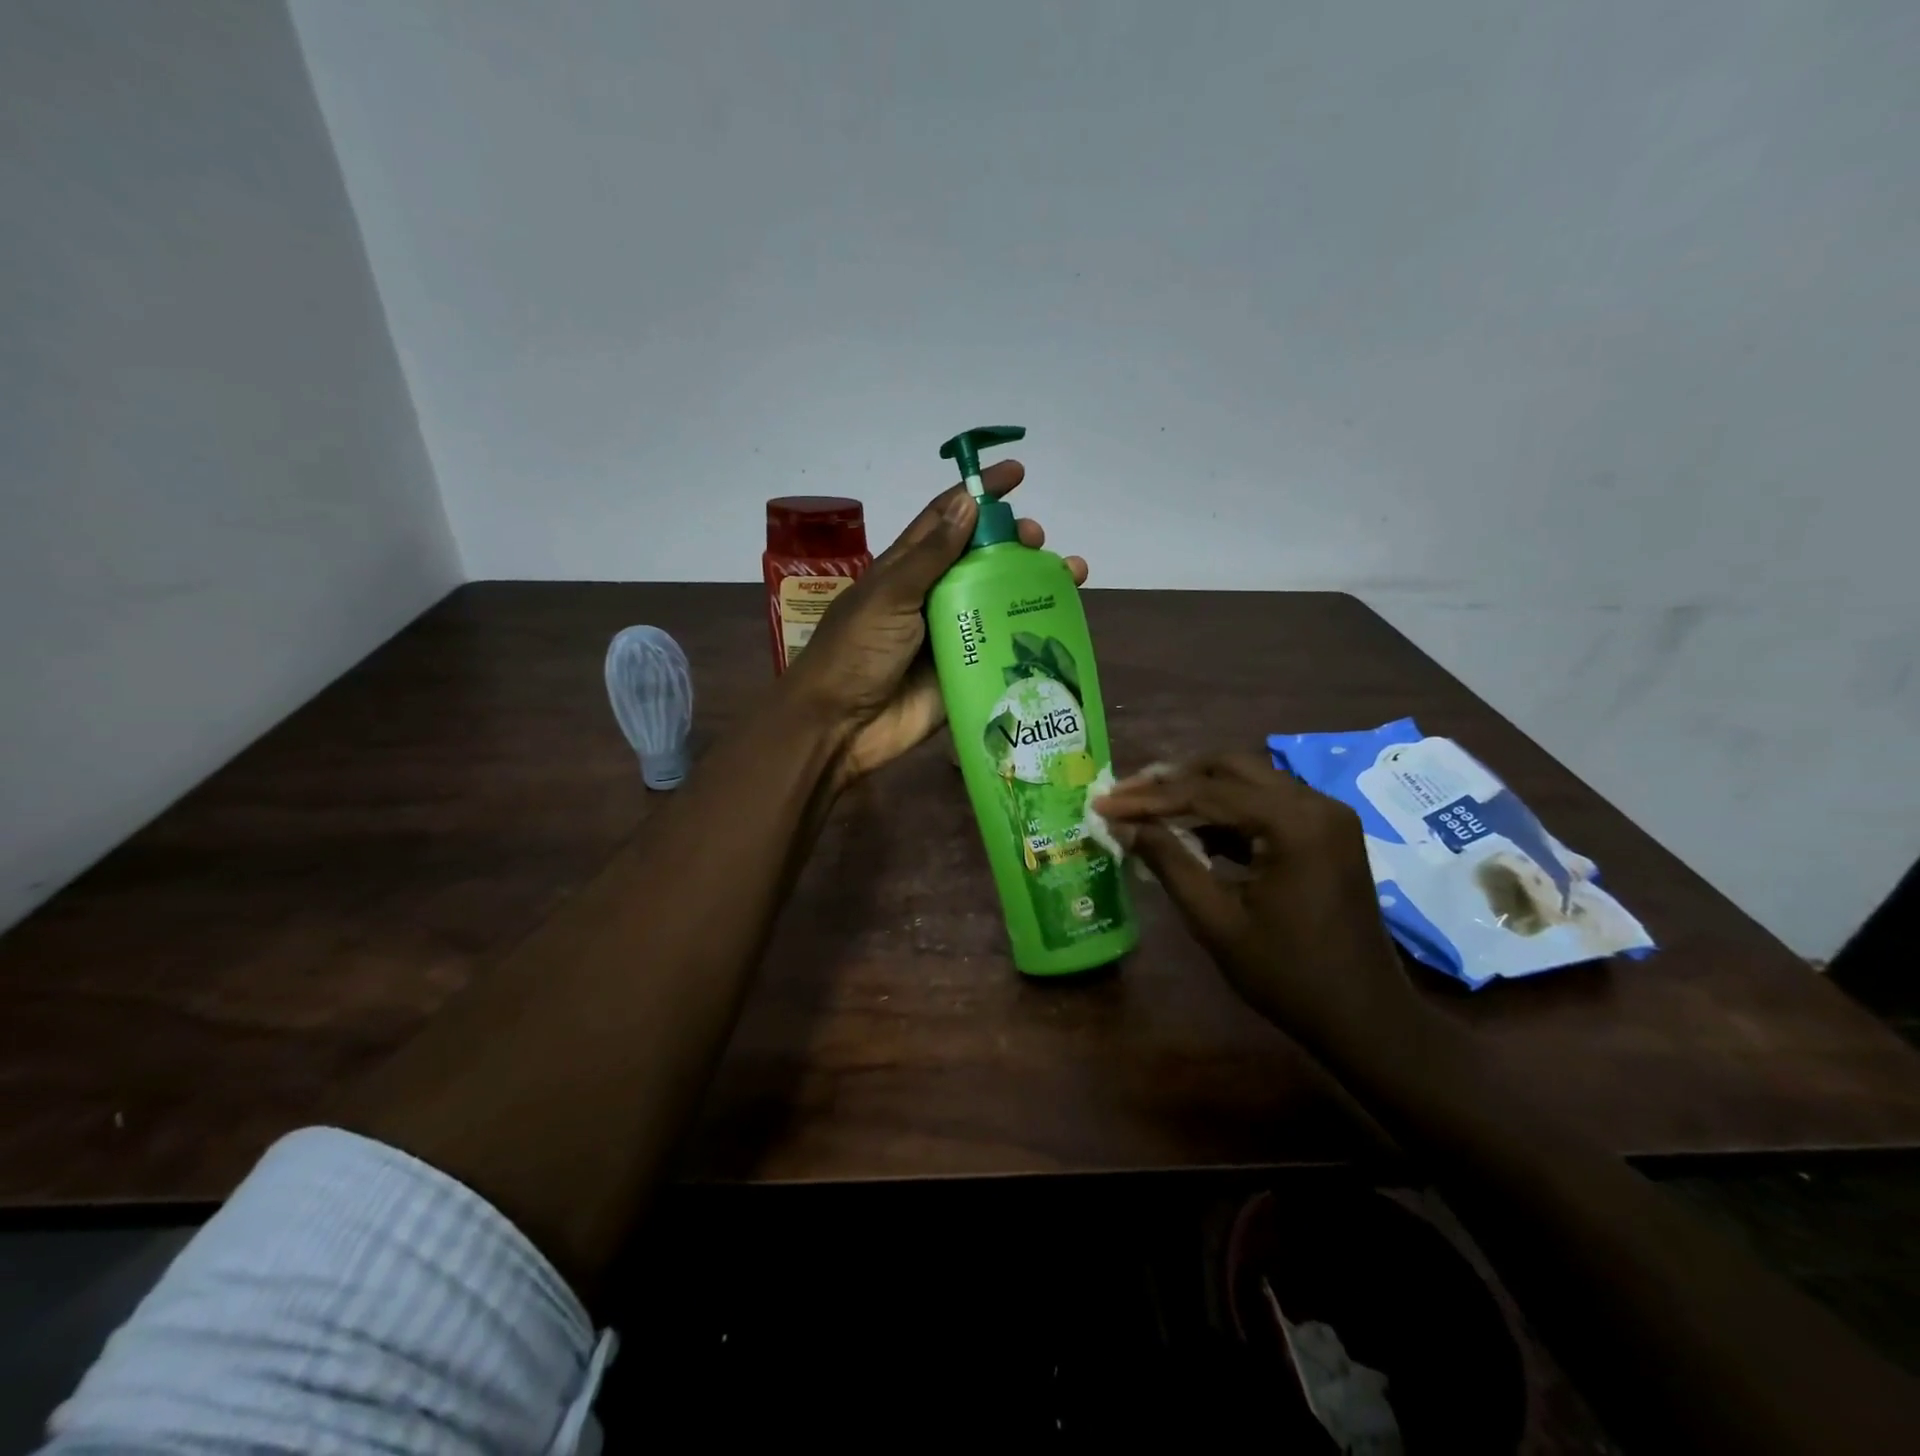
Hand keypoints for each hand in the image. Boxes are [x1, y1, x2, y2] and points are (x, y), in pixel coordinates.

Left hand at [783, 460, 1088, 787]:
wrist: (842, 726)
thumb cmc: (856, 651)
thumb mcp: (889, 596)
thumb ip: (930, 555)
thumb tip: (969, 503)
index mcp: (908, 569)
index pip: (948, 518)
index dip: (980, 493)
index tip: (1017, 473)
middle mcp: (934, 596)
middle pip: (982, 559)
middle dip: (1013, 542)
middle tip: (1038, 540)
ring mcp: (953, 635)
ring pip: (1000, 601)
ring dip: (1033, 584)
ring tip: (1068, 574)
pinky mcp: (967, 670)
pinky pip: (1004, 648)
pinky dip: (1032, 633)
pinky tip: (1062, 623)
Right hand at [1093, 754, 1418, 1052]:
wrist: (1365, 1017)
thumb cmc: (1287, 975)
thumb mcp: (1216, 920)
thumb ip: (1169, 862)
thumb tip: (1122, 825)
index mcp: (1293, 822)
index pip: (1205, 792)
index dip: (1148, 798)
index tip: (1103, 802)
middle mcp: (1315, 803)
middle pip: (1229, 768)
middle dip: (1173, 779)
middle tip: (1126, 794)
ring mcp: (1326, 815)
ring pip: (1248, 780)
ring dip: (1198, 790)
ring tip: (1148, 806)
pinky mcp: (1326, 832)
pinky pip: (1267, 804)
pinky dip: (1226, 811)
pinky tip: (1191, 829)